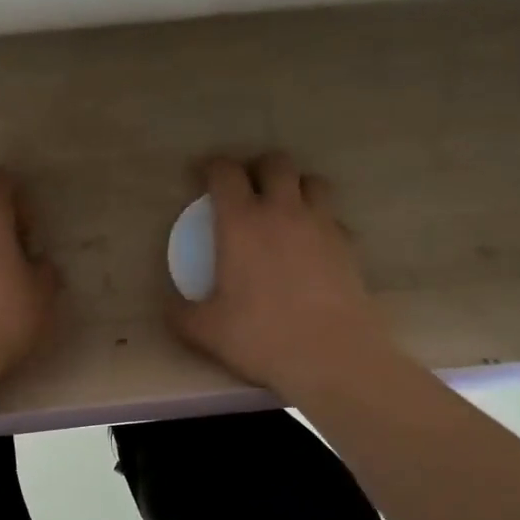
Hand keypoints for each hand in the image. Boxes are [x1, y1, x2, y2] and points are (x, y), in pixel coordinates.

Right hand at [168, 153, 386, 396]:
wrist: (331, 357)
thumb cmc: (261, 337)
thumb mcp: (206, 330)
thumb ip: (181, 313)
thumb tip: (170, 306)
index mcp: (241, 222)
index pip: (225, 173)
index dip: (211, 167)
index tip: (202, 176)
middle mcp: (283, 211)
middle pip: (275, 163)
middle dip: (258, 167)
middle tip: (247, 189)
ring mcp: (321, 225)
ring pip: (313, 181)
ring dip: (296, 186)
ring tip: (285, 209)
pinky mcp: (349, 245)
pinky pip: (335, 219)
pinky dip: (322, 222)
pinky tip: (314, 246)